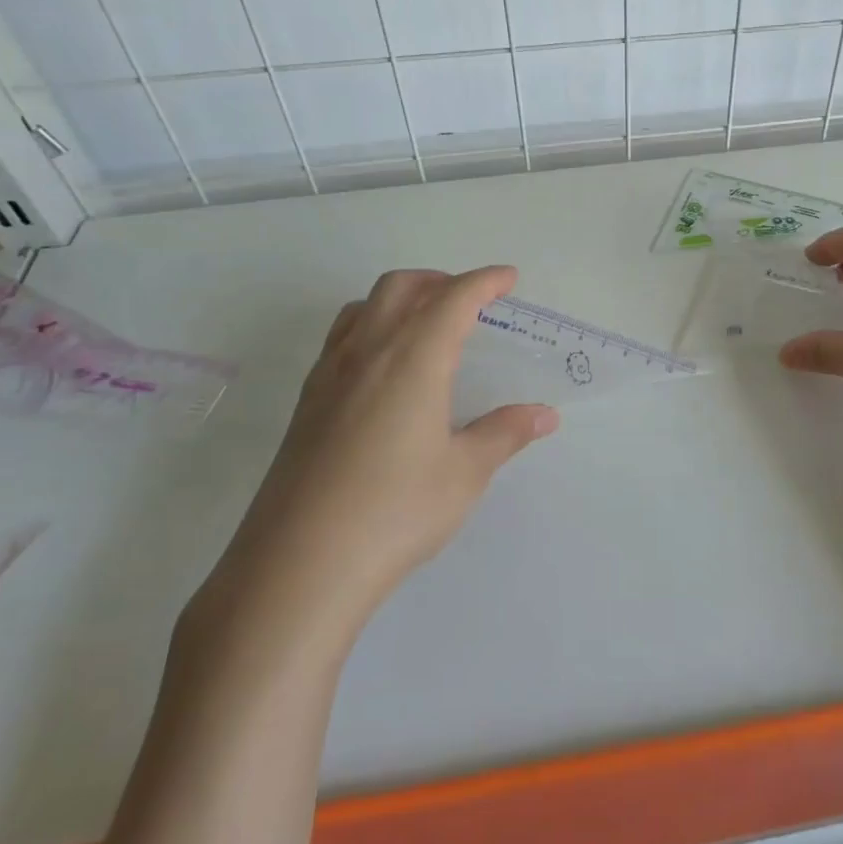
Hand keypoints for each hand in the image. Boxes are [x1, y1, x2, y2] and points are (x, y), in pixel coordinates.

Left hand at [195, 267, 558, 650]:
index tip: (509, 278)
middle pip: (401, 287)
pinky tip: (383, 368)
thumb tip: (544, 415)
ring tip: (425, 322)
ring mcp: (328, 375)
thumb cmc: (394, 512)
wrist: (298, 566)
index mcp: (412, 358)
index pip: (453, 299)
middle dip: (440, 280)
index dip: (484, 281)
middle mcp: (367, 352)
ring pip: (363, 307)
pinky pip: (341, 338)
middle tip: (470, 299)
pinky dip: (370, 326)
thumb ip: (504, 434)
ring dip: (400, 298)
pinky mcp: (305, 403)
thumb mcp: (464, 474)